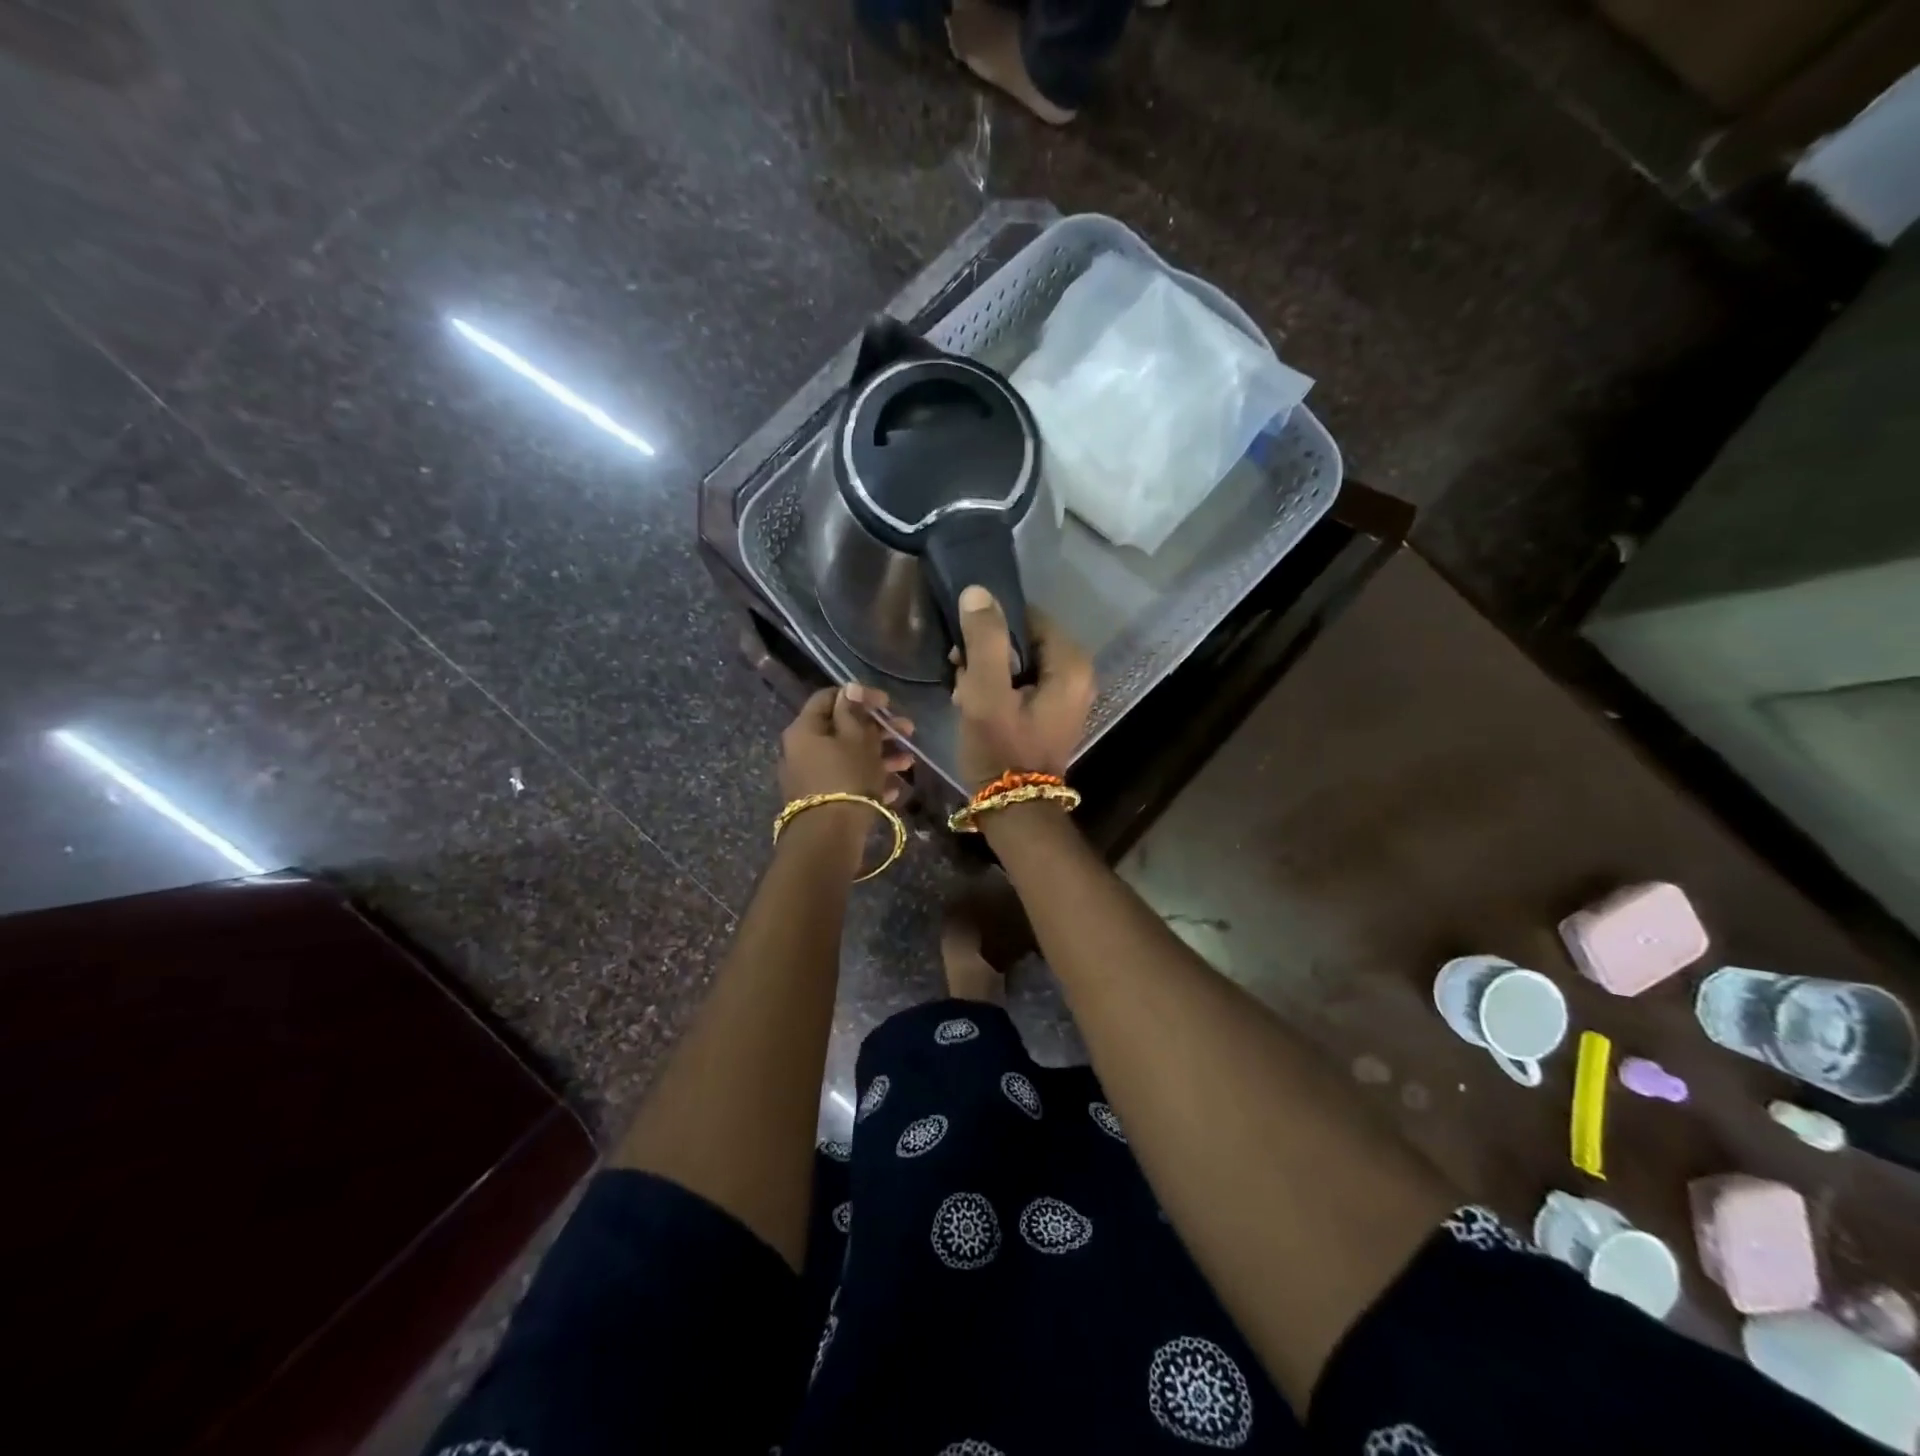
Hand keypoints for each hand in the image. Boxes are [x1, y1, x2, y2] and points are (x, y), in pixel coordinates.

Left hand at [779, 684, 915, 804]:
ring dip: (880, 755)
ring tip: (909, 761)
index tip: (886, 702)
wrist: (829, 838)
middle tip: (908, 730)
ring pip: (849, 756)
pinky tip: (895, 788)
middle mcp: (803, 749)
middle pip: (843, 728)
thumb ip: (854, 711)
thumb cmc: (846, 778)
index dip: (859, 695)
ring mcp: (812, 776)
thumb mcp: (857, 739)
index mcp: (805, 729)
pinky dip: (870, 779)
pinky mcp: (823, 799)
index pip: (829, 697)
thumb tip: (850, 688)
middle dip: (878, 728)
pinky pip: (848, 780)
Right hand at [951, 585, 1094, 789]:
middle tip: (961, 675)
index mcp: (1071, 664)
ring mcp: (1068, 695)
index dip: (992, 626)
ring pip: (1020, 662)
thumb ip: (984, 640)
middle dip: (988, 653)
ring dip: (989, 672)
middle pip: (1025, 639)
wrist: (1014, 810)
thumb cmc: (1000, 750)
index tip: (965, 649)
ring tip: (965, 694)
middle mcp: (1078, 674)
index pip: (1029, 616)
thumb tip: (978, 591)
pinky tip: (978, 706)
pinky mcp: (1053, 712)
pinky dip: (999, 689)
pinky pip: (1023, 683)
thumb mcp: (986, 692)